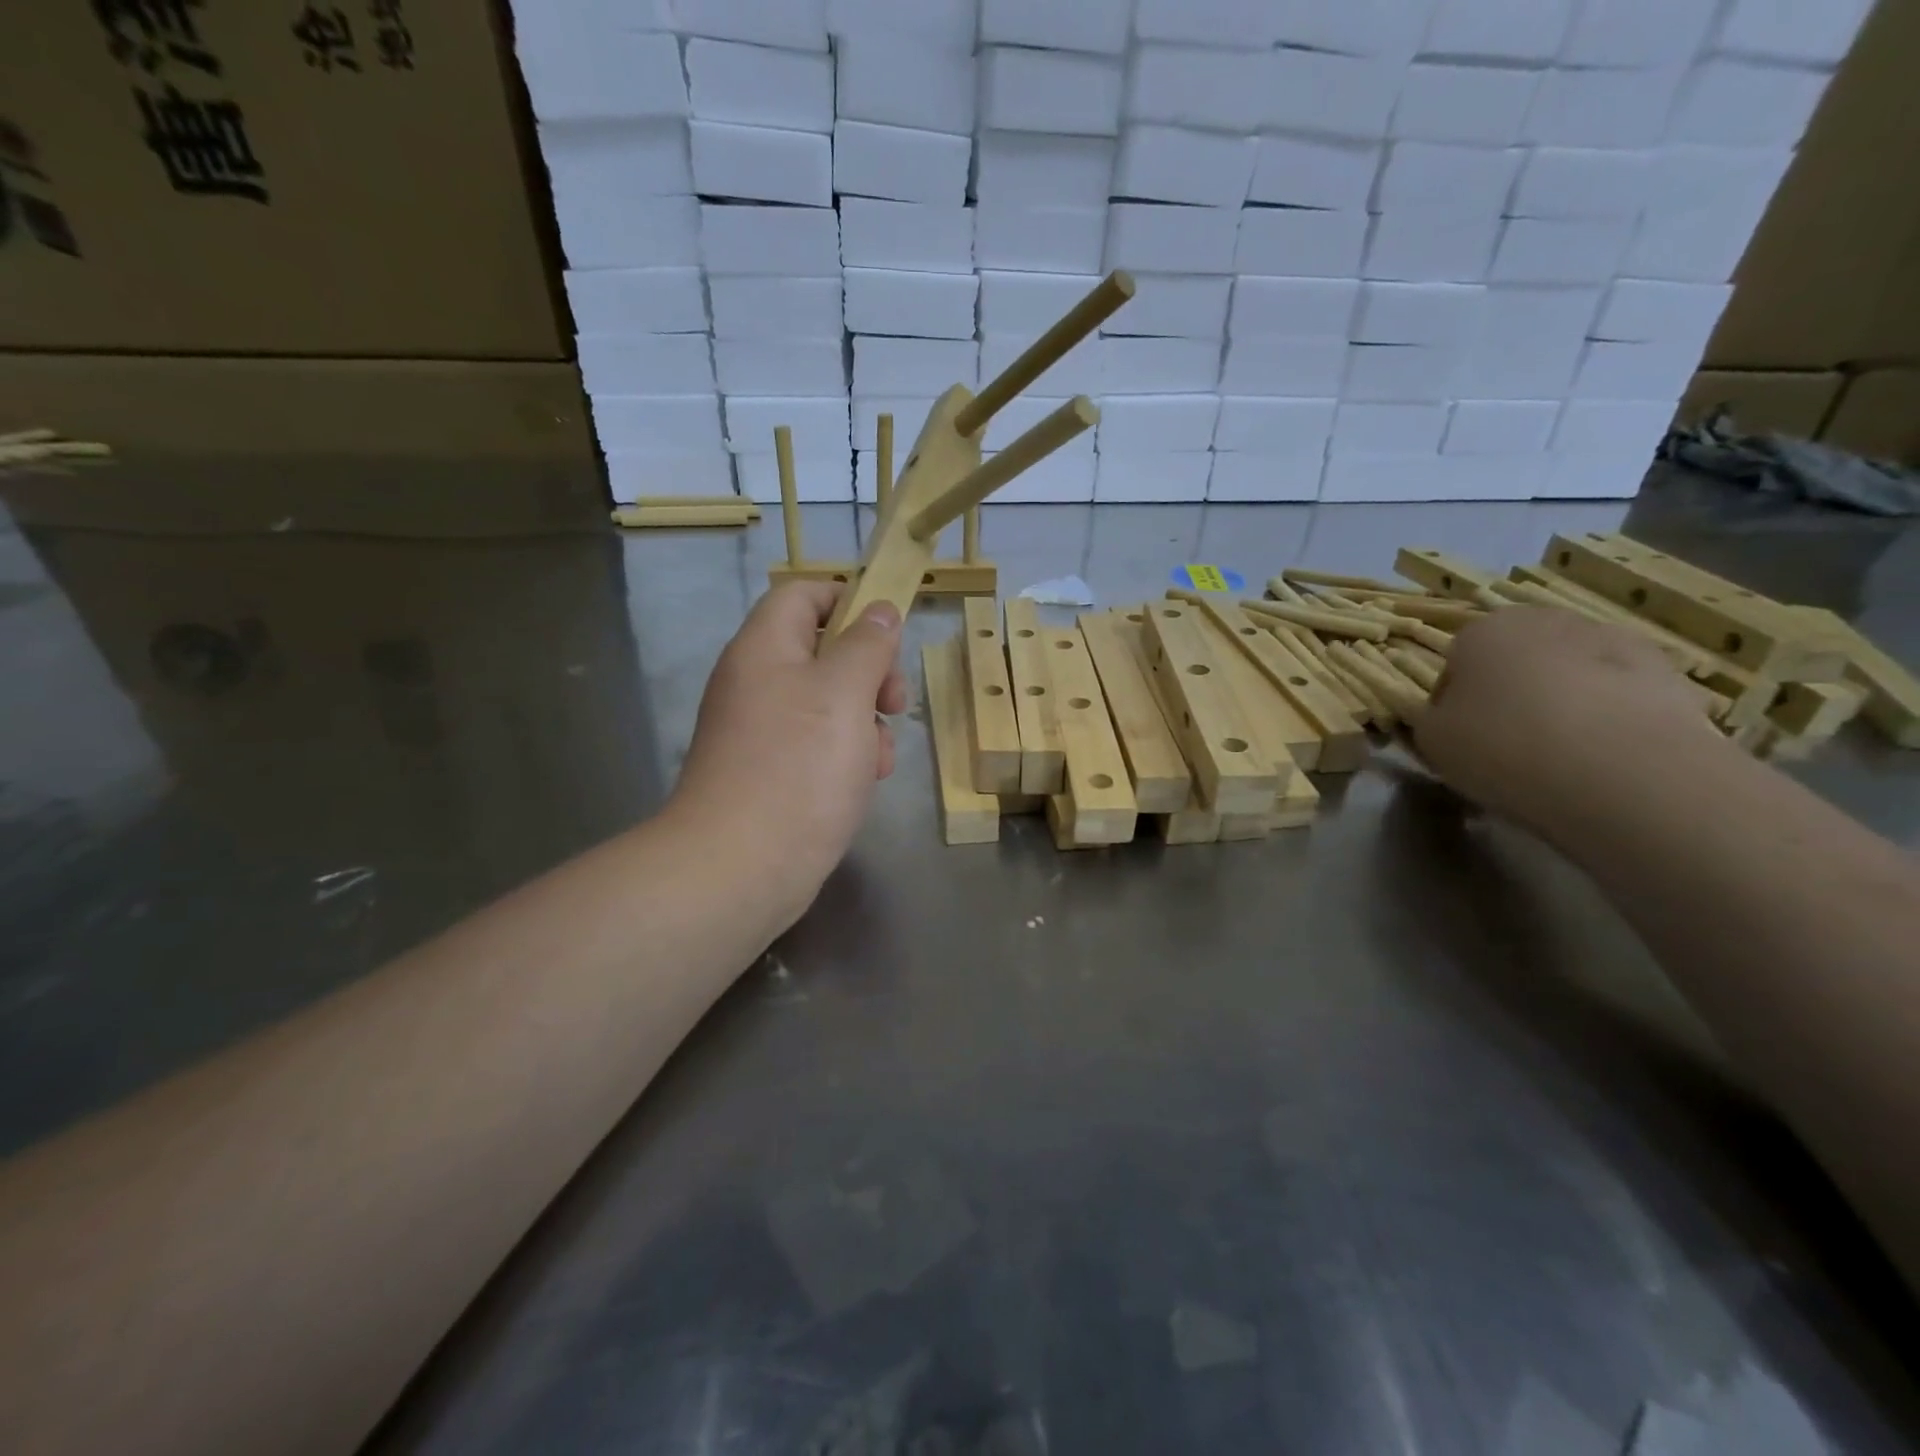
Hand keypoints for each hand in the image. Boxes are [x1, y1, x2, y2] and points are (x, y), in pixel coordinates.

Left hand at [670, 582, 907, 926]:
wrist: (740, 867)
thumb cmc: (798, 767)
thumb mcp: (845, 693)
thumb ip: (866, 645)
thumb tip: (878, 611)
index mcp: (765, 648)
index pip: (804, 593)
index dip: (849, 599)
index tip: (889, 633)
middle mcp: (757, 682)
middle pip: (822, 650)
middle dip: (870, 672)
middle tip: (895, 703)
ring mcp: (762, 730)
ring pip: (829, 703)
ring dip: (866, 721)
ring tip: (880, 758)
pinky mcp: (772, 772)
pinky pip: (818, 744)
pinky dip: (848, 754)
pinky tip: (865, 782)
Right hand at [1413, 606, 1722, 833]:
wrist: (1625, 771)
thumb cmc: (1504, 746)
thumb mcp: (1433, 741)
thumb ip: (1432, 720)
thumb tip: (1449, 717)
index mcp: (1483, 629)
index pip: (1455, 662)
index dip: (1453, 702)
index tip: (1461, 738)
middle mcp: (1547, 619)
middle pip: (1516, 660)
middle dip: (1511, 693)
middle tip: (1509, 745)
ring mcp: (1614, 641)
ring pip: (1570, 674)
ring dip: (1563, 703)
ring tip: (1563, 758)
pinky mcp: (1669, 673)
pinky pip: (1619, 696)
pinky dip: (1610, 718)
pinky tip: (1605, 759)